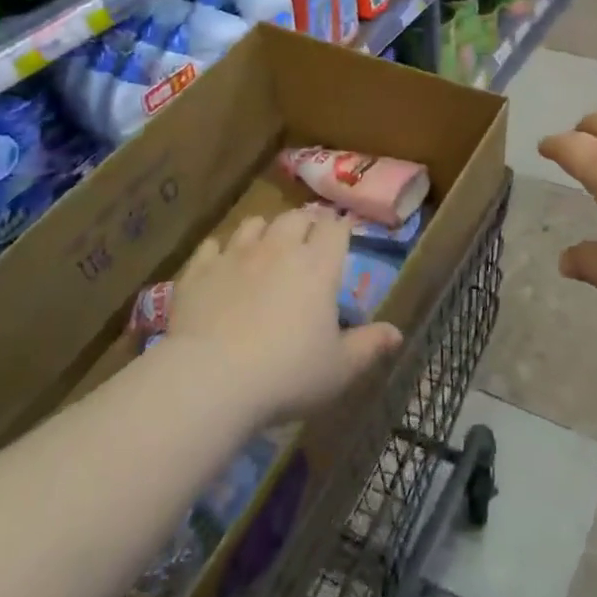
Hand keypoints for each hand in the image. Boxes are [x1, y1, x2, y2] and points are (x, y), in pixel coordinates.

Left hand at [168, 209, 402, 425]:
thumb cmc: (286, 374)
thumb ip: (369, 346)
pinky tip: (221, 265)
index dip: (340, 229)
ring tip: (266, 246)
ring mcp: (235, 255)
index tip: (341, 236)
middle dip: (305, 224)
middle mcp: (279, 248)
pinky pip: (211, 246)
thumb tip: (396, 333)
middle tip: (308, 241)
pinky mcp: (199, 270)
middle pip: (296, 217)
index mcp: (318, 266)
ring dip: (264, 230)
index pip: (335, 228)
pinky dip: (219, 251)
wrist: (210, 379)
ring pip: (254, 223)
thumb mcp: (339, 369)